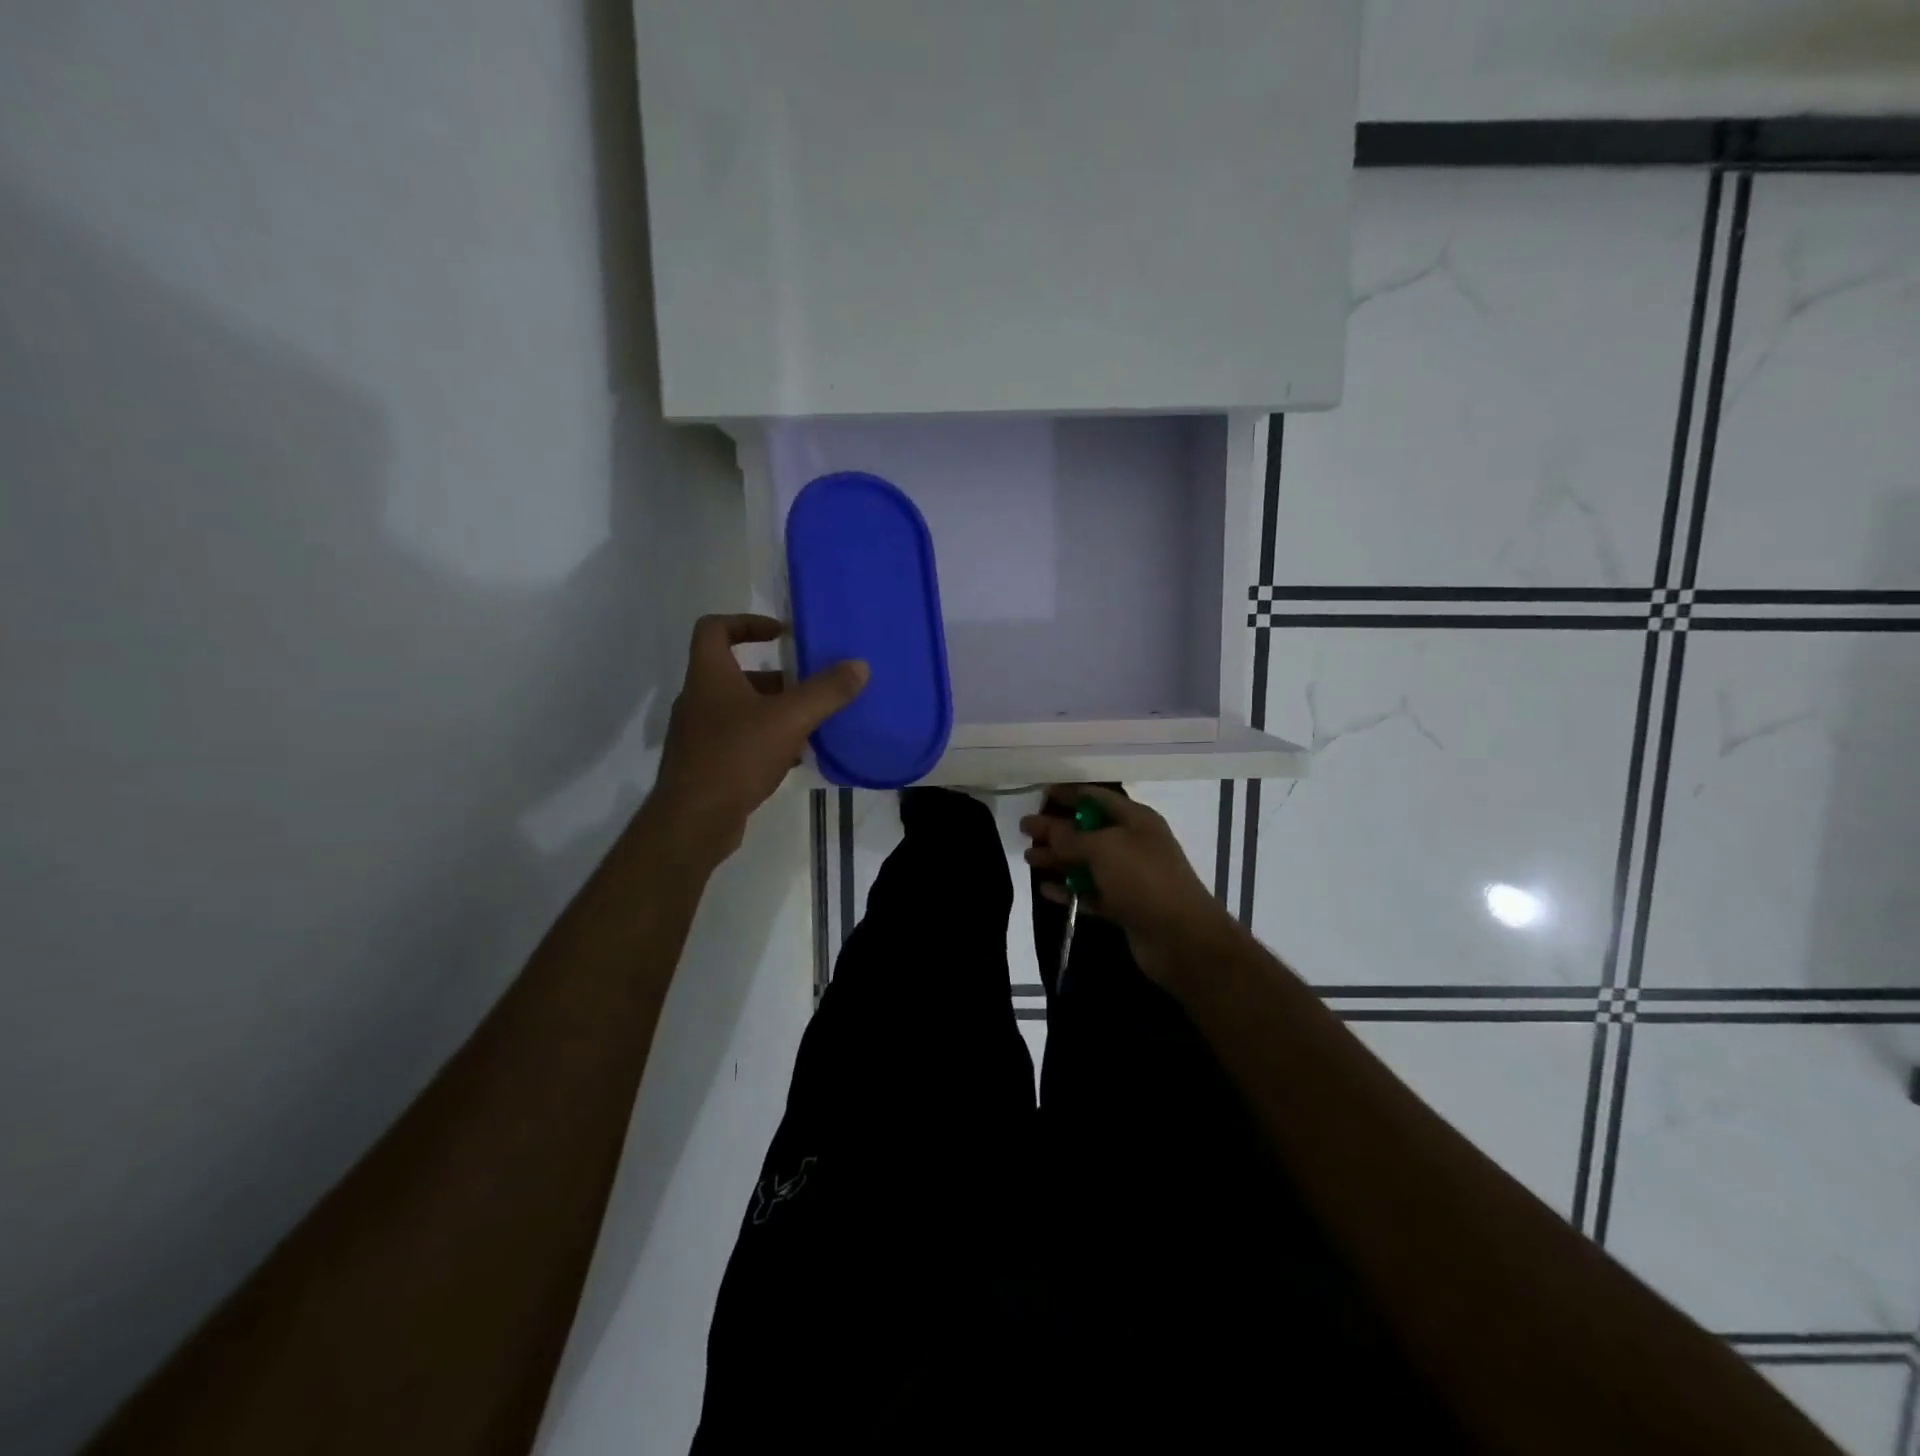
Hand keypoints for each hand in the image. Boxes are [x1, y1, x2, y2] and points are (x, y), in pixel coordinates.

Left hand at [648, 614, 867, 865]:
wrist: (693, 821)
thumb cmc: (736, 756)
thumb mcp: (790, 719)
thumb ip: (826, 691)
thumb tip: (859, 665)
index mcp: (709, 676)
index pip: (715, 629)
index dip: (747, 623)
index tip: (781, 635)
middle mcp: (698, 699)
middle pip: (735, 673)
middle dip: (776, 678)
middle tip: (808, 687)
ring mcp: (698, 735)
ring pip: (740, 710)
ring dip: (774, 712)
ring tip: (810, 724)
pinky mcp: (705, 764)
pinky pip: (739, 741)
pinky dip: (766, 741)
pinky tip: (794, 758)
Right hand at [1021, 784, 1236, 985]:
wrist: (1181, 937)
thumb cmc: (1143, 880)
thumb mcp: (1104, 848)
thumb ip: (1070, 837)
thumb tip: (1045, 826)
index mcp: (1135, 819)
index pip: (1096, 798)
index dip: (1068, 794)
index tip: (1039, 795)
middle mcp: (1133, 843)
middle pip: (1088, 830)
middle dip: (1057, 829)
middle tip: (1024, 830)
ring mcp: (1129, 877)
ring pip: (1087, 862)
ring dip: (1058, 859)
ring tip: (1028, 859)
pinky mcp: (1124, 906)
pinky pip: (1090, 892)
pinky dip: (1069, 889)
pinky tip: (1045, 890)